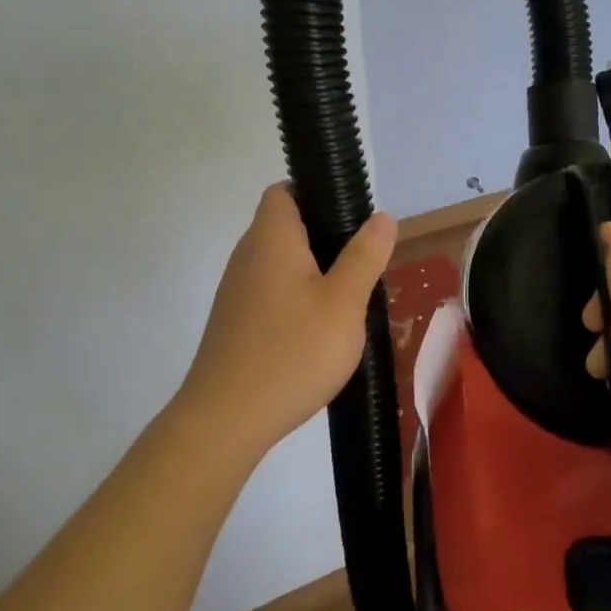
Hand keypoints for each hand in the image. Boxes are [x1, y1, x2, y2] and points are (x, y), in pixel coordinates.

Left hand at [174, 183, 396, 455]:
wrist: (227, 419)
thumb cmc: (293, 352)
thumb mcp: (344, 303)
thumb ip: (365, 256)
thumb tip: (383, 216)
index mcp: (272, 239)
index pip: (284, 191)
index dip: (317, 193)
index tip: (352, 219)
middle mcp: (247, 256)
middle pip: (285, 227)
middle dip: (325, 238)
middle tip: (363, 264)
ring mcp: (236, 291)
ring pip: (280, 264)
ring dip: (313, 273)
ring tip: (349, 300)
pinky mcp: (235, 323)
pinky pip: (271, 293)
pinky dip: (296, 300)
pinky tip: (319, 332)